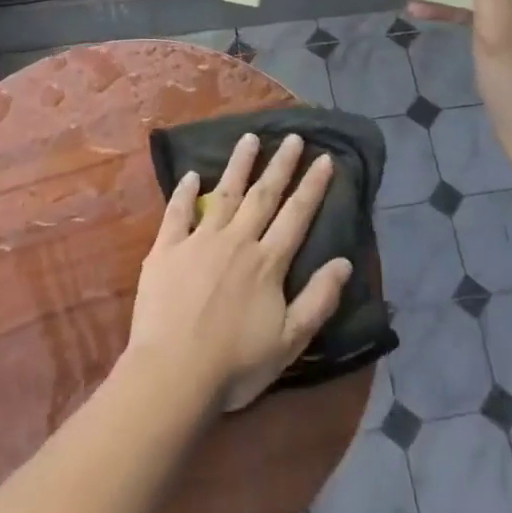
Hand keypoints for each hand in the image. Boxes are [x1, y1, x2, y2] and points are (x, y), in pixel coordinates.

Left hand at [127, 134, 353, 412]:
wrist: (173, 374)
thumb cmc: (235, 364)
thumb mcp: (290, 341)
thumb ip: (318, 300)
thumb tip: (345, 262)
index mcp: (267, 263)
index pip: (296, 215)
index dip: (312, 186)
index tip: (324, 159)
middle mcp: (237, 241)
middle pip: (263, 195)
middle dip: (281, 165)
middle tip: (293, 137)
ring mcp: (199, 242)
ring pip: (223, 194)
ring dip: (238, 165)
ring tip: (249, 138)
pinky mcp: (166, 250)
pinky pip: (177, 213)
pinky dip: (184, 192)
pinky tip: (190, 175)